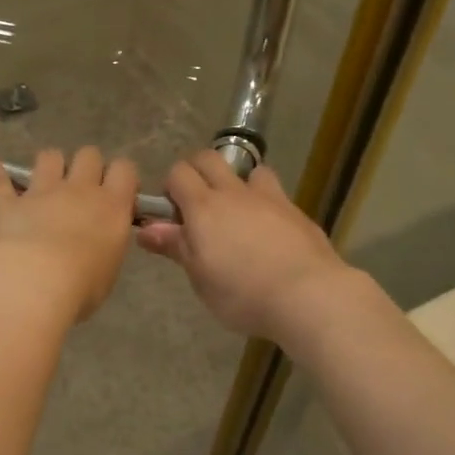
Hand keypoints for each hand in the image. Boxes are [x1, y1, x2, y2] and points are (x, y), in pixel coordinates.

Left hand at [0, 147, 138, 322]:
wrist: (36, 282)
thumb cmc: (82, 286)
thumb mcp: (109, 268)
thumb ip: (107, 244)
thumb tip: (99, 239)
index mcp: (111, 206)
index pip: (124, 169)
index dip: (121, 175)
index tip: (117, 191)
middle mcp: (79, 190)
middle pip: (88, 155)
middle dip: (87, 165)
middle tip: (83, 187)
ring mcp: (42, 192)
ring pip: (49, 156)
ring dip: (49, 164)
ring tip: (46, 179)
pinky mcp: (9, 202)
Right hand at [137, 153, 352, 340]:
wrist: (308, 296)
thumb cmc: (242, 293)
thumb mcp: (200, 277)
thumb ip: (175, 246)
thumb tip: (146, 228)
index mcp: (203, 207)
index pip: (178, 173)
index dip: (170, 188)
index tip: (172, 215)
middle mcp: (234, 193)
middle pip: (209, 159)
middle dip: (197, 172)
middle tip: (196, 207)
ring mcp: (269, 198)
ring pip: (248, 170)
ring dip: (237, 182)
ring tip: (237, 213)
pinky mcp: (296, 211)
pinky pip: (274, 193)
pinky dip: (264, 203)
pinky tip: (268, 232)